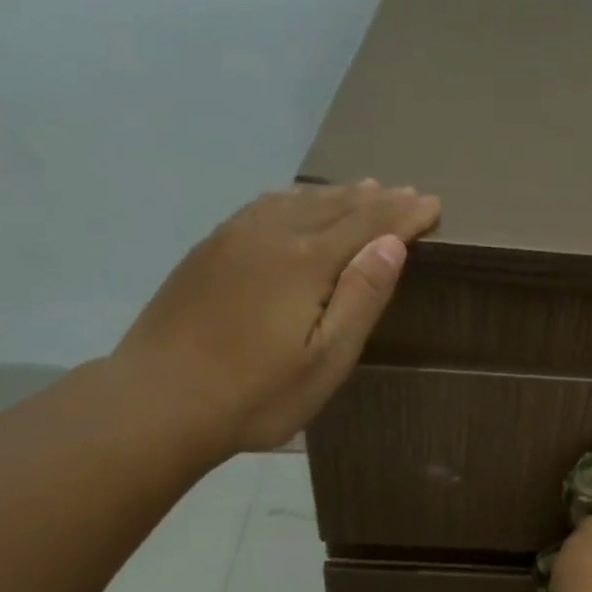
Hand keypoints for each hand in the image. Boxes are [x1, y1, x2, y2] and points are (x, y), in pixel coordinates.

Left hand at [114, 180, 441, 453]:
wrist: (159, 401)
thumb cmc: (256, 395)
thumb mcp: (325, 361)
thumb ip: (360, 299)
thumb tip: (391, 245)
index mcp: (306, 262)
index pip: (368, 224)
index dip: (403, 215)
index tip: (433, 205)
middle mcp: (271, 235)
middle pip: (333, 206)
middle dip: (375, 200)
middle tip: (406, 193)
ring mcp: (233, 238)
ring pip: (295, 201)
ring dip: (335, 195)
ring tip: (362, 190)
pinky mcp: (207, 251)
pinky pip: (263, 208)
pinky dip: (294, 200)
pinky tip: (295, 205)